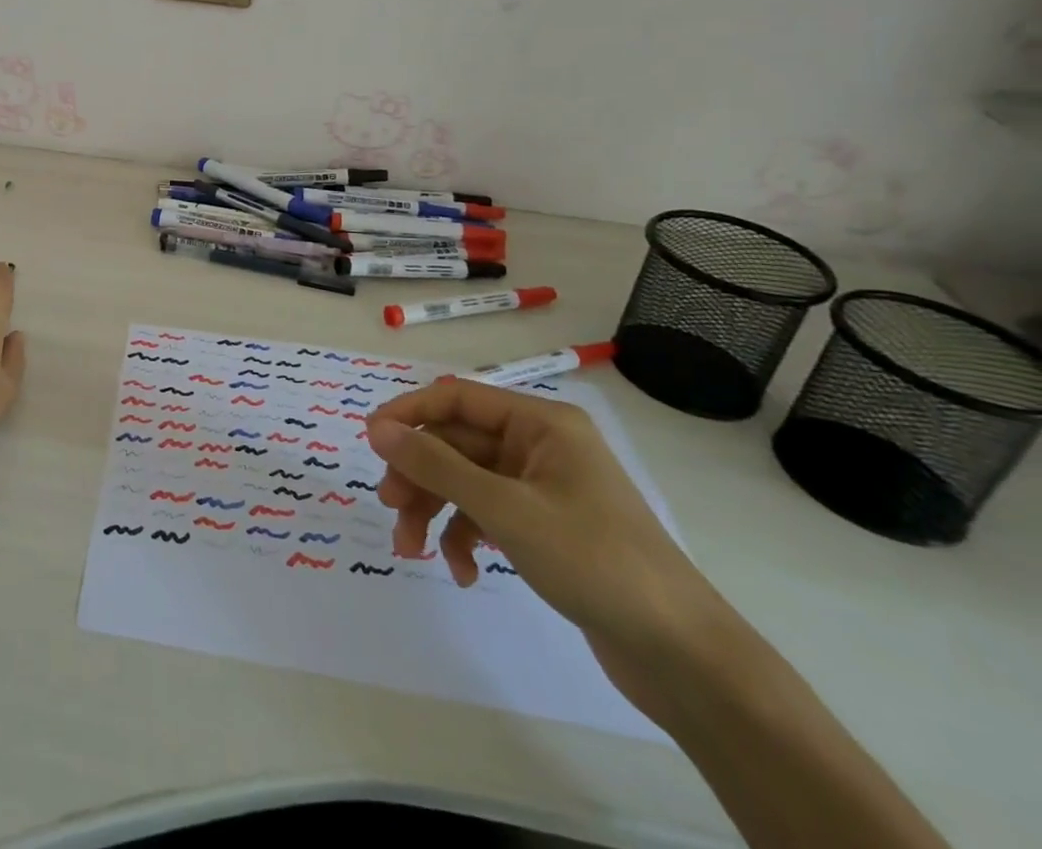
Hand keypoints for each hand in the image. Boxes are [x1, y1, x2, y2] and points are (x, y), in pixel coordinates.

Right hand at [366, 379, 726, 706]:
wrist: (685, 657)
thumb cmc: (595, 562)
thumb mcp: (506, 509)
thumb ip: (436, 465)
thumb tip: (377, 428)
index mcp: (540, 423)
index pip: (456, 398)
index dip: (408, 414)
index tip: (370, 441)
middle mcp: (539, 446)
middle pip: (456, 444)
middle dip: (419, 476)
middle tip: (391, 507)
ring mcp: (543, 487)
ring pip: (466, 482)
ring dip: (435, 511)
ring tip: (413, 550)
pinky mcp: (546, 527)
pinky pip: (488, 515)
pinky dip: (467, 538)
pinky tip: (464, 572)